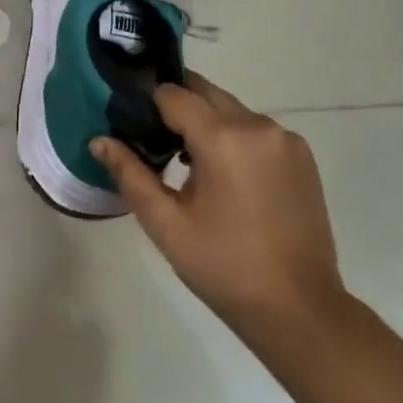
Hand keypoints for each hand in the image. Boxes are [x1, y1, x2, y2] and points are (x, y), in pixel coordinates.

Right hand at [94, 74, 346, 353]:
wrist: (298, 308)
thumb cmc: (223, 267)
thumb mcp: (166, 223)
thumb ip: (129, 174)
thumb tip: (99, 140)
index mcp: (223, 138)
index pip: (173, 94)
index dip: (147, 105)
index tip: (132, 126)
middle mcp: (258, 125)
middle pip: (205, 93)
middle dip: (177, 108)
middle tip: (155, 142)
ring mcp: (286, 139)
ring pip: (232, 110)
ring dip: (207, 124)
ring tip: (188, 166)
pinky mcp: (303, 156)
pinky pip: (257, 131)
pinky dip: (235, 139)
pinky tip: (226, 179)